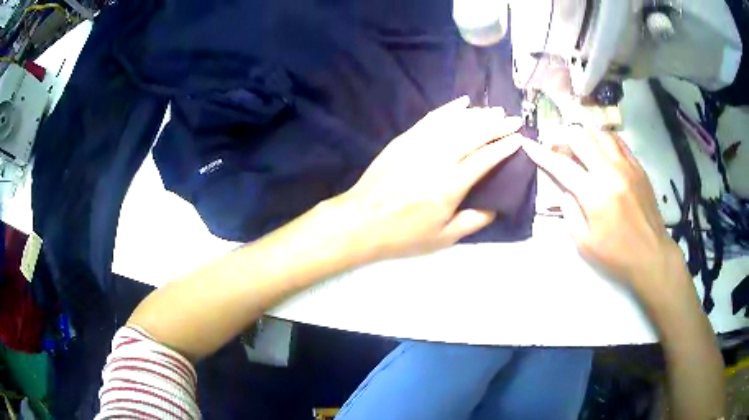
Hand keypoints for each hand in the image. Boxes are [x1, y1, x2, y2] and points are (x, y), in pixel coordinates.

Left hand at [329, 96, 522, 261]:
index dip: (504, 147)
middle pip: (473, 134)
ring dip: (477, 114)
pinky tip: (462, 103)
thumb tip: (496, 207)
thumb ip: (473, 221)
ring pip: (454, 122)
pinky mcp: (404, 139)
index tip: (518, 139)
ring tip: (494, 111)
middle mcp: (437, 159)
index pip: (485, 159)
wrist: (360, 221)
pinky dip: (449, 109)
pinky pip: (431, 118)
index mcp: (449, 186)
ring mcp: (418, 145)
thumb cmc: (403, 234)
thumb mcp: (443, 238)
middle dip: (496, 125)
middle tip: (514, 119)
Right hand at [521, 127, 685, 294]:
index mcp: (595, 195)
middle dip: (562, 137)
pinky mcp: (638, 166)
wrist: (651, 254)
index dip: (541, 153)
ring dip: (583, 135)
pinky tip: (599, 148)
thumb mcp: (585, 243)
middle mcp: (611, 172)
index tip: (528, 143)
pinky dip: (603, 139)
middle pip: (580, 137)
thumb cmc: (617, 254)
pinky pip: (617, 141)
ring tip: (577, 146)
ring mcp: (627, 166)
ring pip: (599, 133)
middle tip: (555, 145)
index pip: (562, 165)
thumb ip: (570, 213)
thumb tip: (566, 190)